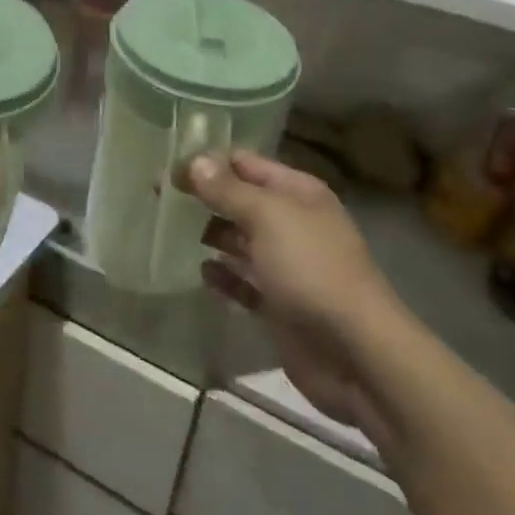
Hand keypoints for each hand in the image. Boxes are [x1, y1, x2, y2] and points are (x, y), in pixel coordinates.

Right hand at [191, 150, 401, 441]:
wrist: (356, 353)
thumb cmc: (312, 270)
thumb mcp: (268, 218)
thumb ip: (227, 190)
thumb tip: (194, 161)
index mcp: (298, 194)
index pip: (246, 164)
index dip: (208, 161)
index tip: (167, 164)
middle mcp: (293, 223)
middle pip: (240, 201)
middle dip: (204, 197)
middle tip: (158, 196)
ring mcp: (286, 265)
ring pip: (239, 241)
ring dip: (209, 235)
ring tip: (169, 230)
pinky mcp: (278, 304)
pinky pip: (242, 283)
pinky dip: (222, 277)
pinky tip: (201, 273)